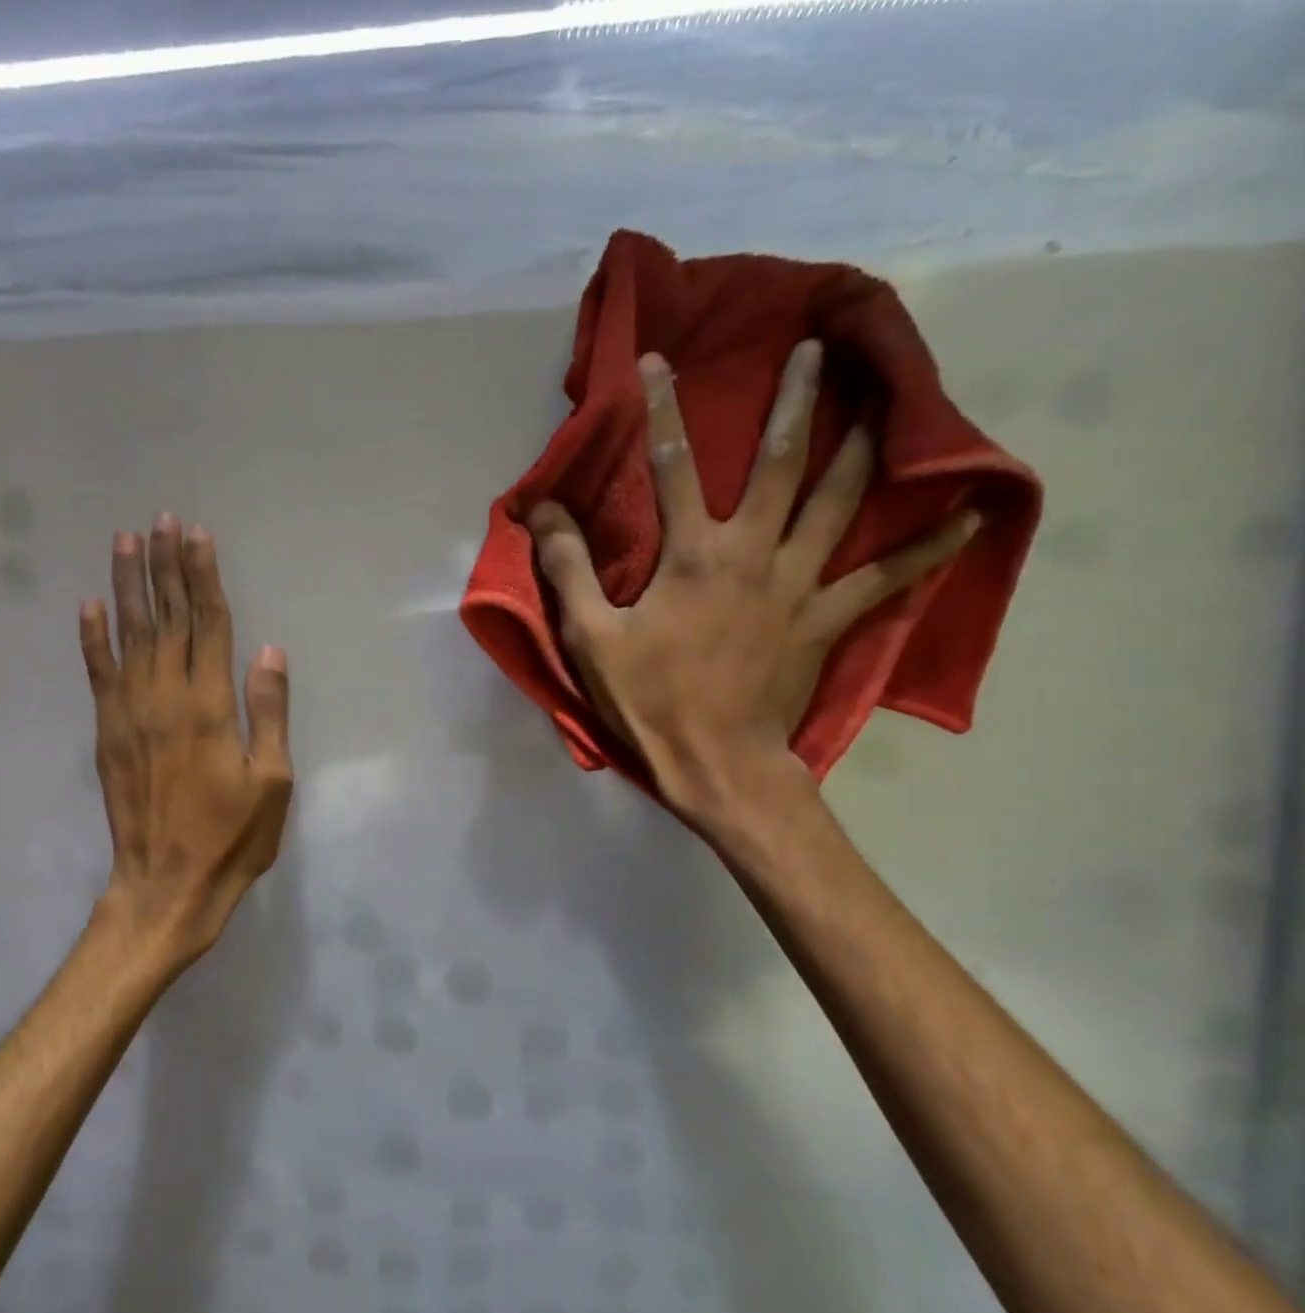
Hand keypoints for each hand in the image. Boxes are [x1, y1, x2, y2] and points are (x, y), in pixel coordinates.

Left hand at [80, 515, 292, 967]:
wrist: (167, 883)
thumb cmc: (232, 837)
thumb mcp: (273, 781)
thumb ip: (269, 712)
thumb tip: (269, 651)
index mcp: (210, 706)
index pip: (208, 625)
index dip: (203, 578)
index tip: (198, 536)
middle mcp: (166, 697)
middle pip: (167, 618)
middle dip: (166, 567)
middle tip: (163, 521)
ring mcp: (129, 713)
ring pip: (129, 634)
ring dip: (128, 585)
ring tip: (127, 541)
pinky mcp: (107, 732)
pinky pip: (97, 674)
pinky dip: (92, 638)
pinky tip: (90, 604)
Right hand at [529, 342, 978, 829]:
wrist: (716, 763)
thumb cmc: (648, 700)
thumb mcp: (590, 638)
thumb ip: (569, 569)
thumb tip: (543, 510)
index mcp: (691, 555)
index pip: (670, 466)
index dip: (660, 409)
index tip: (656, 360)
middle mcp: (753, 553)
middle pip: (780, 463)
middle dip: (795, 400)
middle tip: (817, 348)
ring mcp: (799, 585)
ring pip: (841, 502)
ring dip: (866, 445)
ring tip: (891, 397)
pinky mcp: (828, 620)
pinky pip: (887, 577)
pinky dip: (930, 546)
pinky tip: (970, 513)